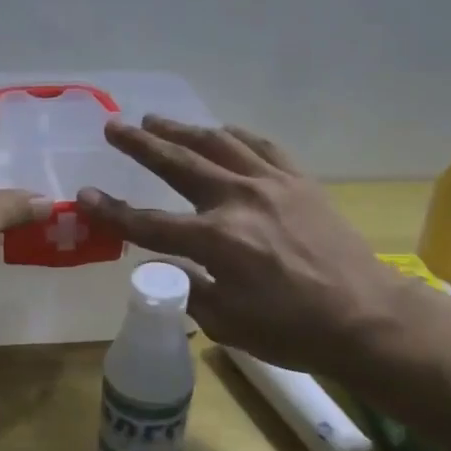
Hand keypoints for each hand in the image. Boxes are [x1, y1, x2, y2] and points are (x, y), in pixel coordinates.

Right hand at [77, 117, 404, 375]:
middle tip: (114, 128)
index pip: (149, 223)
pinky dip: (234, 135)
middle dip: (141, 145)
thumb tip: (161, 265)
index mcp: (216, 241)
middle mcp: (238, 200)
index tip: (84, 195)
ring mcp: (271, 184)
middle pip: (178, 164)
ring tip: (156, 120)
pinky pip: (261, 146)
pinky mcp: (298, 181)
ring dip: (182, 130)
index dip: (112, 211)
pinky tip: (221, 131)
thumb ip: (186, 289)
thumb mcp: (227, 323)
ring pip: (217, 143)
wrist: (367, 317)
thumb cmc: (292, 330)